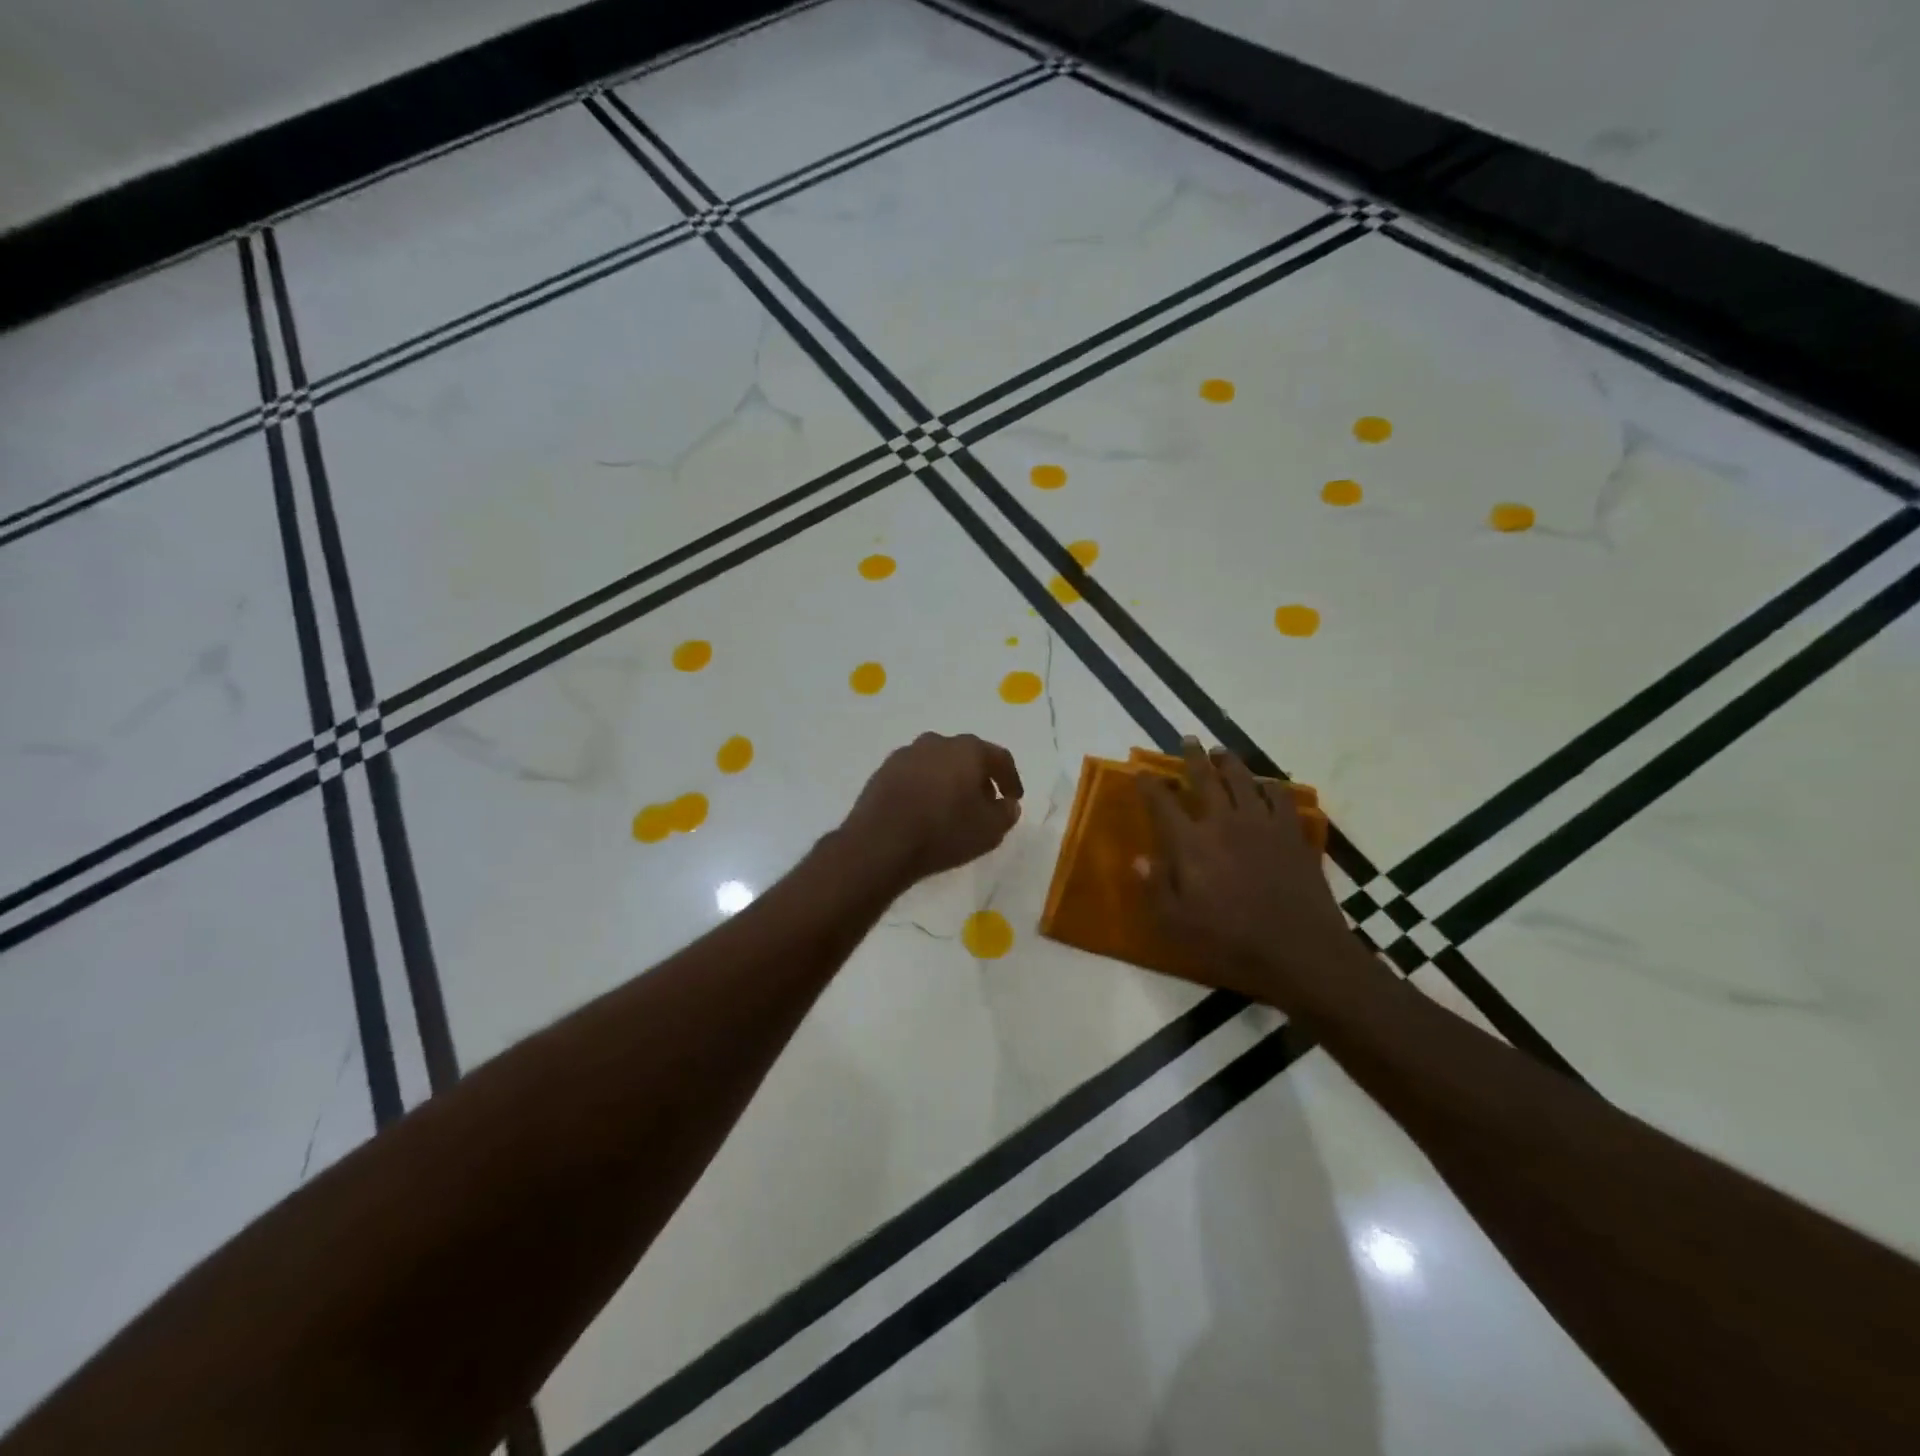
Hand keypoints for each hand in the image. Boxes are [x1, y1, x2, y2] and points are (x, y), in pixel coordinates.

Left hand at [843, 732, 1024, 882]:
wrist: (880, 842)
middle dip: (978, 777)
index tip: (1014, 798)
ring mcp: (905, 754)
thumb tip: (1007, 804)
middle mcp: (936, 742)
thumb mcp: (989, 830)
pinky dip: (925, 788)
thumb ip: (1006, 813)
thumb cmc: (944, 832)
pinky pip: (914, 776)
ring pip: (938, 763)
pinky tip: (925, 810)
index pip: (999, 758)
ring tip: (953, 807)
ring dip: (949, 780)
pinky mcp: (882, 771)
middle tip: (984, 802)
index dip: (1011, 779)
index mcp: (967, 749)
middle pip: (966, 756)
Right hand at [1139, 739, 1356, 1008]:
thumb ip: (1155, 887)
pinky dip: (1270, 786)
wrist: (1300, 951)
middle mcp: (1224, 823)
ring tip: (1221, 753)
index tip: (1141, 771)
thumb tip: (1138, 858)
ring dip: (1229, 762)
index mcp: (1191, 843)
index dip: (1149, 784)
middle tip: (1188, 739)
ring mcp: (1262, 825)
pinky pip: (1280, 798)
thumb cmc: (1231, 942)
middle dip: (1193, 757)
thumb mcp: (1178, 924)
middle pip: (1205, 778)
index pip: (1163, 803)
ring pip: (1243, 780)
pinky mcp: (1292, 834)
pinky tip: (1267, 786)